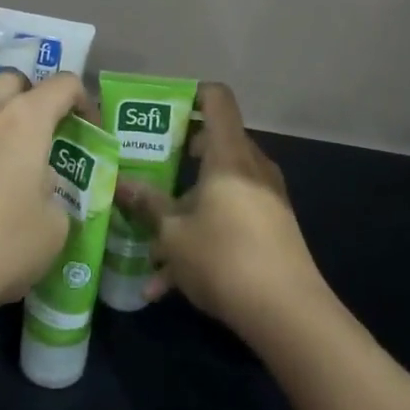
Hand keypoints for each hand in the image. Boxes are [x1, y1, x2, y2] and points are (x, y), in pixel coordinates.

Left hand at [0, 71, 78, 333]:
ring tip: (8, 164)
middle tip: (44, 137)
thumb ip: (56, 202)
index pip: (63, 84)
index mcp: (24, 119)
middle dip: (33, 98)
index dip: (84, 101)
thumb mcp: (51, 234)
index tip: (90, 132)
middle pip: (12, 82)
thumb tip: (40, 192)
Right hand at [113, 83, 324, 341]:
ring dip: (184, 212)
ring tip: (149, 246)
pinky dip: (203, 239)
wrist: (290, 315)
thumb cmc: (225, 258)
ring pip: (218, 190)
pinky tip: (167, 285)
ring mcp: (266, 200)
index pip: (216, 98)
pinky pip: (230, 220)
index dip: (190, 93)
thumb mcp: (173, 234)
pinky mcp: (272, 231)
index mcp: (229, 154)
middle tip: (147, 170)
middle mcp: (251, 168)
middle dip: (178, 159)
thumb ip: (146, 205)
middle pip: (215, 145)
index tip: (162, 109)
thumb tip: (120, 184)